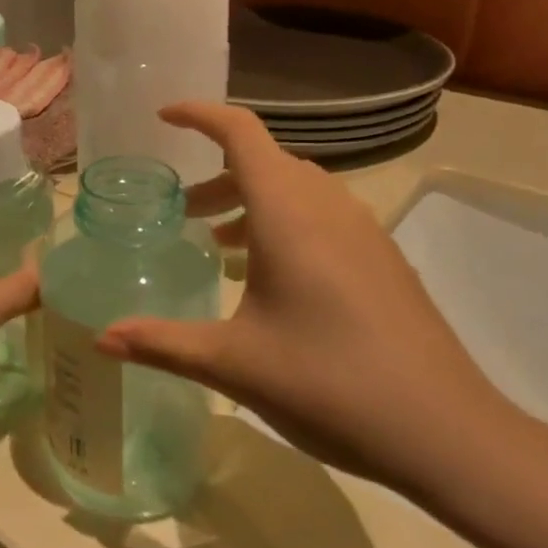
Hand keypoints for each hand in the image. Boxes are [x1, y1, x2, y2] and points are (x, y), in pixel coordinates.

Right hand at [97, 102, 526, 500]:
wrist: (447, 433)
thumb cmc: (328, 383)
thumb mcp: (233, 364)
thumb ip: (161, 343)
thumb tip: (100, 339)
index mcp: (289, 213)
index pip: (241, 133)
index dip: (199, 115)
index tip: (163, 116)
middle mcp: (328, 207)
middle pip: (265, 162)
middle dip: (216, 175)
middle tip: (181, 213)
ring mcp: (364, 231)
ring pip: (297, 190)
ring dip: (252, 202)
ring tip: (218, 246)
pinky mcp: (383, 260)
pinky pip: (323, 217)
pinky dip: (285, 225)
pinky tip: (272, 281)